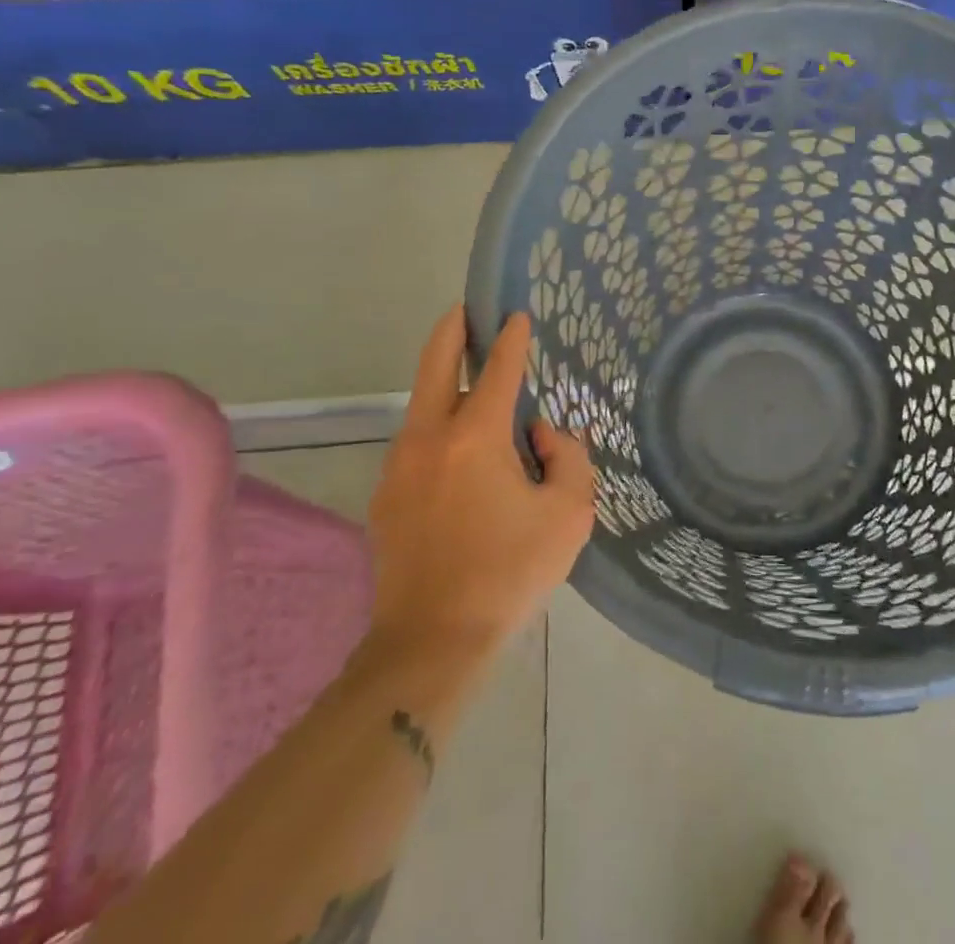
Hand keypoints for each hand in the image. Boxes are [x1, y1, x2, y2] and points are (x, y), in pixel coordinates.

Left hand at [365, 307, 594, 664]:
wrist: (430, 643)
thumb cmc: (509, 574)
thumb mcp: (568, 515)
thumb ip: (568, 460)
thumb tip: (542, 437)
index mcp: (475, 438)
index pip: (497, 370)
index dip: (511, 339)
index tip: (517, 316)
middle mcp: (429, 439)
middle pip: (436, 365)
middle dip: (452, 331)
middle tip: (467, 311)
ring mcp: (399, 467)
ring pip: (425, 406)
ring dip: (451, 386)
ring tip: (484, 397)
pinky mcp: (386, 496)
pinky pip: (419, 443)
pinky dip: (442, 430)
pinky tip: (467, 458)